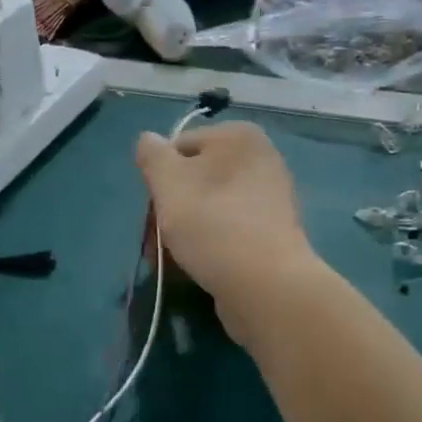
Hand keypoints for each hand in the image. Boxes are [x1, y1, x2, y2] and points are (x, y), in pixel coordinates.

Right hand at [135, 121, 321, 344]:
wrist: (265, 284)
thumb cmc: (211, 224)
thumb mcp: (168, 182)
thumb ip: (152, 155)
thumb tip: (149, 140)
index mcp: (238, 136)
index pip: (178, 147)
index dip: (158, 179)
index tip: (152, 211)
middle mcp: (260, 158)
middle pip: (194, 178)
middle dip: (170, 209)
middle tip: (156, 243)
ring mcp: (270, 197)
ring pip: (209, 206)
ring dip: (184, 230)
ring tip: (172, 260)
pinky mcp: (272, 233)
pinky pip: (229, 229)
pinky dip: (209, 243)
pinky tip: (197, 266)